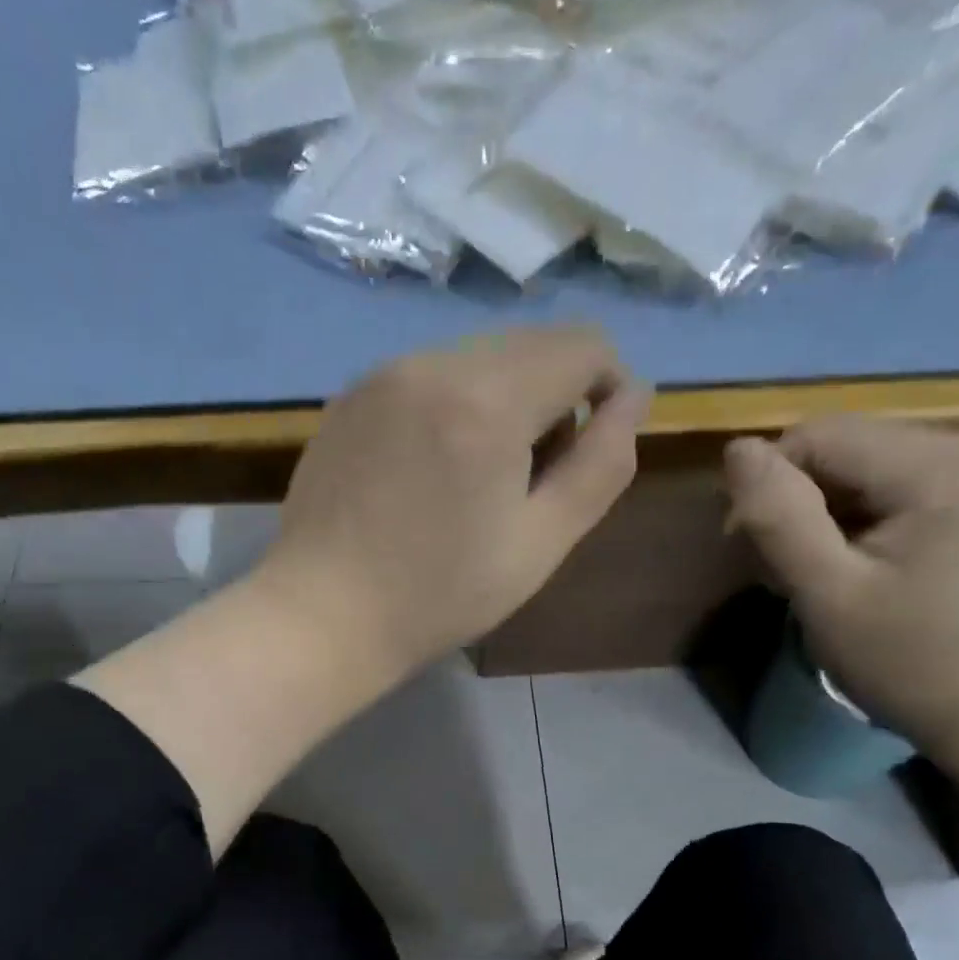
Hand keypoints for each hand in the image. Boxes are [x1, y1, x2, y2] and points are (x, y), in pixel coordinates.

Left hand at [252, 326, 651, 678]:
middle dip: (555, 395)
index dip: (609, 386)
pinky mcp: (350, 395)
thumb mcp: (541, 542)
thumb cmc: (440, 594)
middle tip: (532, 474)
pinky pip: (427, 376)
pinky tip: (429, 469)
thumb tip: (634, 397)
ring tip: (478, 475)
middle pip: (529, 345)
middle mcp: (432, 364)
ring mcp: (382, 374)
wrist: (324, 615)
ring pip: (477, 358)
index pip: (582, 345)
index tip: (592, 446)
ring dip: (503, 399)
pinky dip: (452, 405)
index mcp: (487, 400)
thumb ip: (601, 464)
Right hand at [723, 417, 958, 767]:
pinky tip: (854, 571)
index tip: (751, 554)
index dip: (767, 488)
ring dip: (821, 518)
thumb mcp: (828, 594)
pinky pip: (890, 490)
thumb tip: (736, 450)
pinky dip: (854, 524)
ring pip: (860, 470)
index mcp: (937, 463)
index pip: (815, 437)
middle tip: (784, 575)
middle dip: (796, 504)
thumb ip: (779, 518)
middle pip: (840, 449)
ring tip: (816, 578)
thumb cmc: (913, 662)